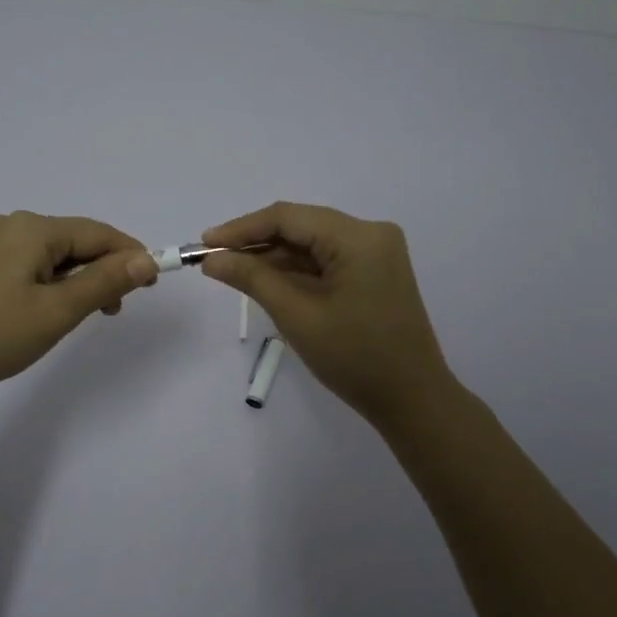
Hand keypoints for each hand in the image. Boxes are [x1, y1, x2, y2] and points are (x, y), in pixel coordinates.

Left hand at [0, 212, 158, 408]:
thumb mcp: (57, 311)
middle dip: (102, 270)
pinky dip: (51, 282)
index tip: (153, 284)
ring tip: (87, 314)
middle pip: (74, 240)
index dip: (130, 254)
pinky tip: (51, 308)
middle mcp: (10, 224)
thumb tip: (147, 259)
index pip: (97, 232)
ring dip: (77, 279)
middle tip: (116, 309)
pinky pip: (29, 263)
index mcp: (30, 228)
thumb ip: (105, 281)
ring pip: (52, 254)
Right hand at [199, 202, 453, 427]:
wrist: (412, 399)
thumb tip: (213, 260)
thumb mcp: (297, 316)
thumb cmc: (354, 358)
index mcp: (358, 237)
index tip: (204, 244)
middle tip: (214, 260)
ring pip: (312, 243)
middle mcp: (371, 234)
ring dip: (275, 257)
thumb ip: (253, 279)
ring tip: (232, 272)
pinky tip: (267, 281)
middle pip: (301, 226)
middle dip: (256, 243)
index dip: (242, 229)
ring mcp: (376, 252)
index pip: (288, 217)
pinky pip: (327, 259)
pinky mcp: (375, 271)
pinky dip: (297, 270)